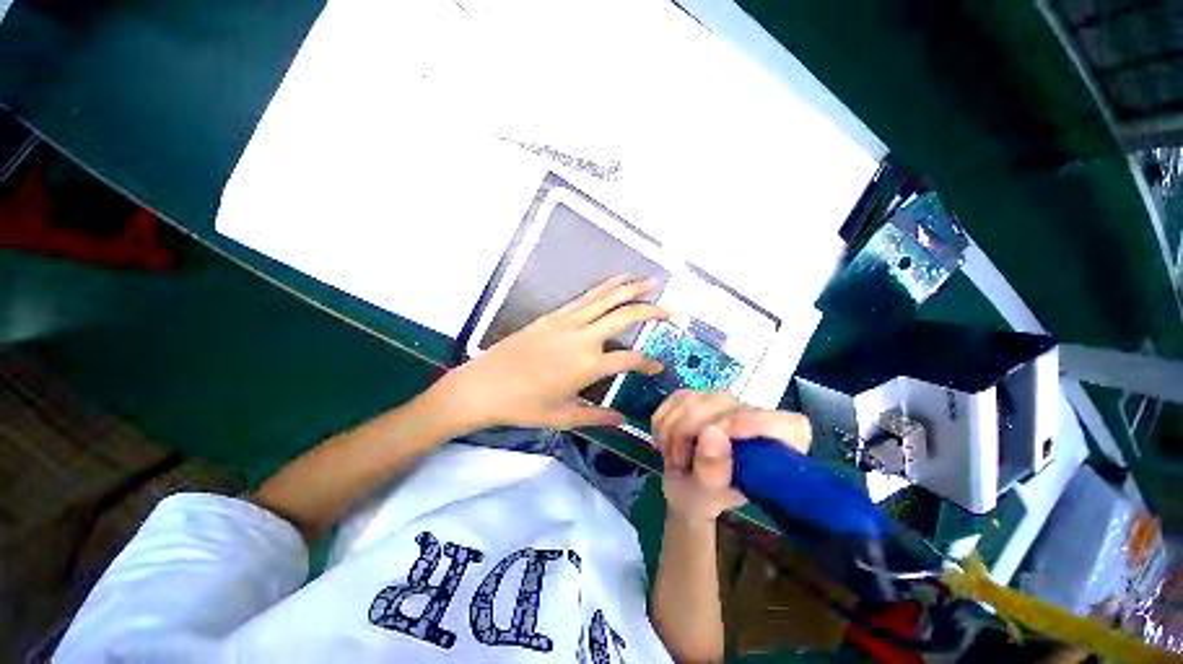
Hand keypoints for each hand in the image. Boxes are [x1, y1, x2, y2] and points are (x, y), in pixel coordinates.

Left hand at [435, 276, 667, 430]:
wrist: (483, 386)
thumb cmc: (524, 405)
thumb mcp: (564, 416)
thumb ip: (597, 416)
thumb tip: (623, 419)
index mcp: (588, 365)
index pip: (631, 359)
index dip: (649, 363)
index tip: (658, 367)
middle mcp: (583, 338)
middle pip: (625, 317)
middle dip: (652, 311)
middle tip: (671, 311)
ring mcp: (567, 322)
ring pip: (606, 299)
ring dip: (631, 289)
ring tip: (651, 281)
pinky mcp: (552, 316)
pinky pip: (584, 298)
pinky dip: (604, 287)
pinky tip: (615, 281)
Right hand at [653, 390, 810, 522]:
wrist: (683, 487)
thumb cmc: (704, 496)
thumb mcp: (708, 494)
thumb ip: (714, 470)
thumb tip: (712, 433)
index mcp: (776, 447)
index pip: (787, 424)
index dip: (757, 424)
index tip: (722, 440)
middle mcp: (755, 417)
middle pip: (724, 404)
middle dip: (690, 430)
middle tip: (680, 460)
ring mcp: (726, 402)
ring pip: (695, 397)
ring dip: (673, 428)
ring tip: (675, 455)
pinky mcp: (700, 395)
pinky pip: (676, 398)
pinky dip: (663, 420)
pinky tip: (666, 439)